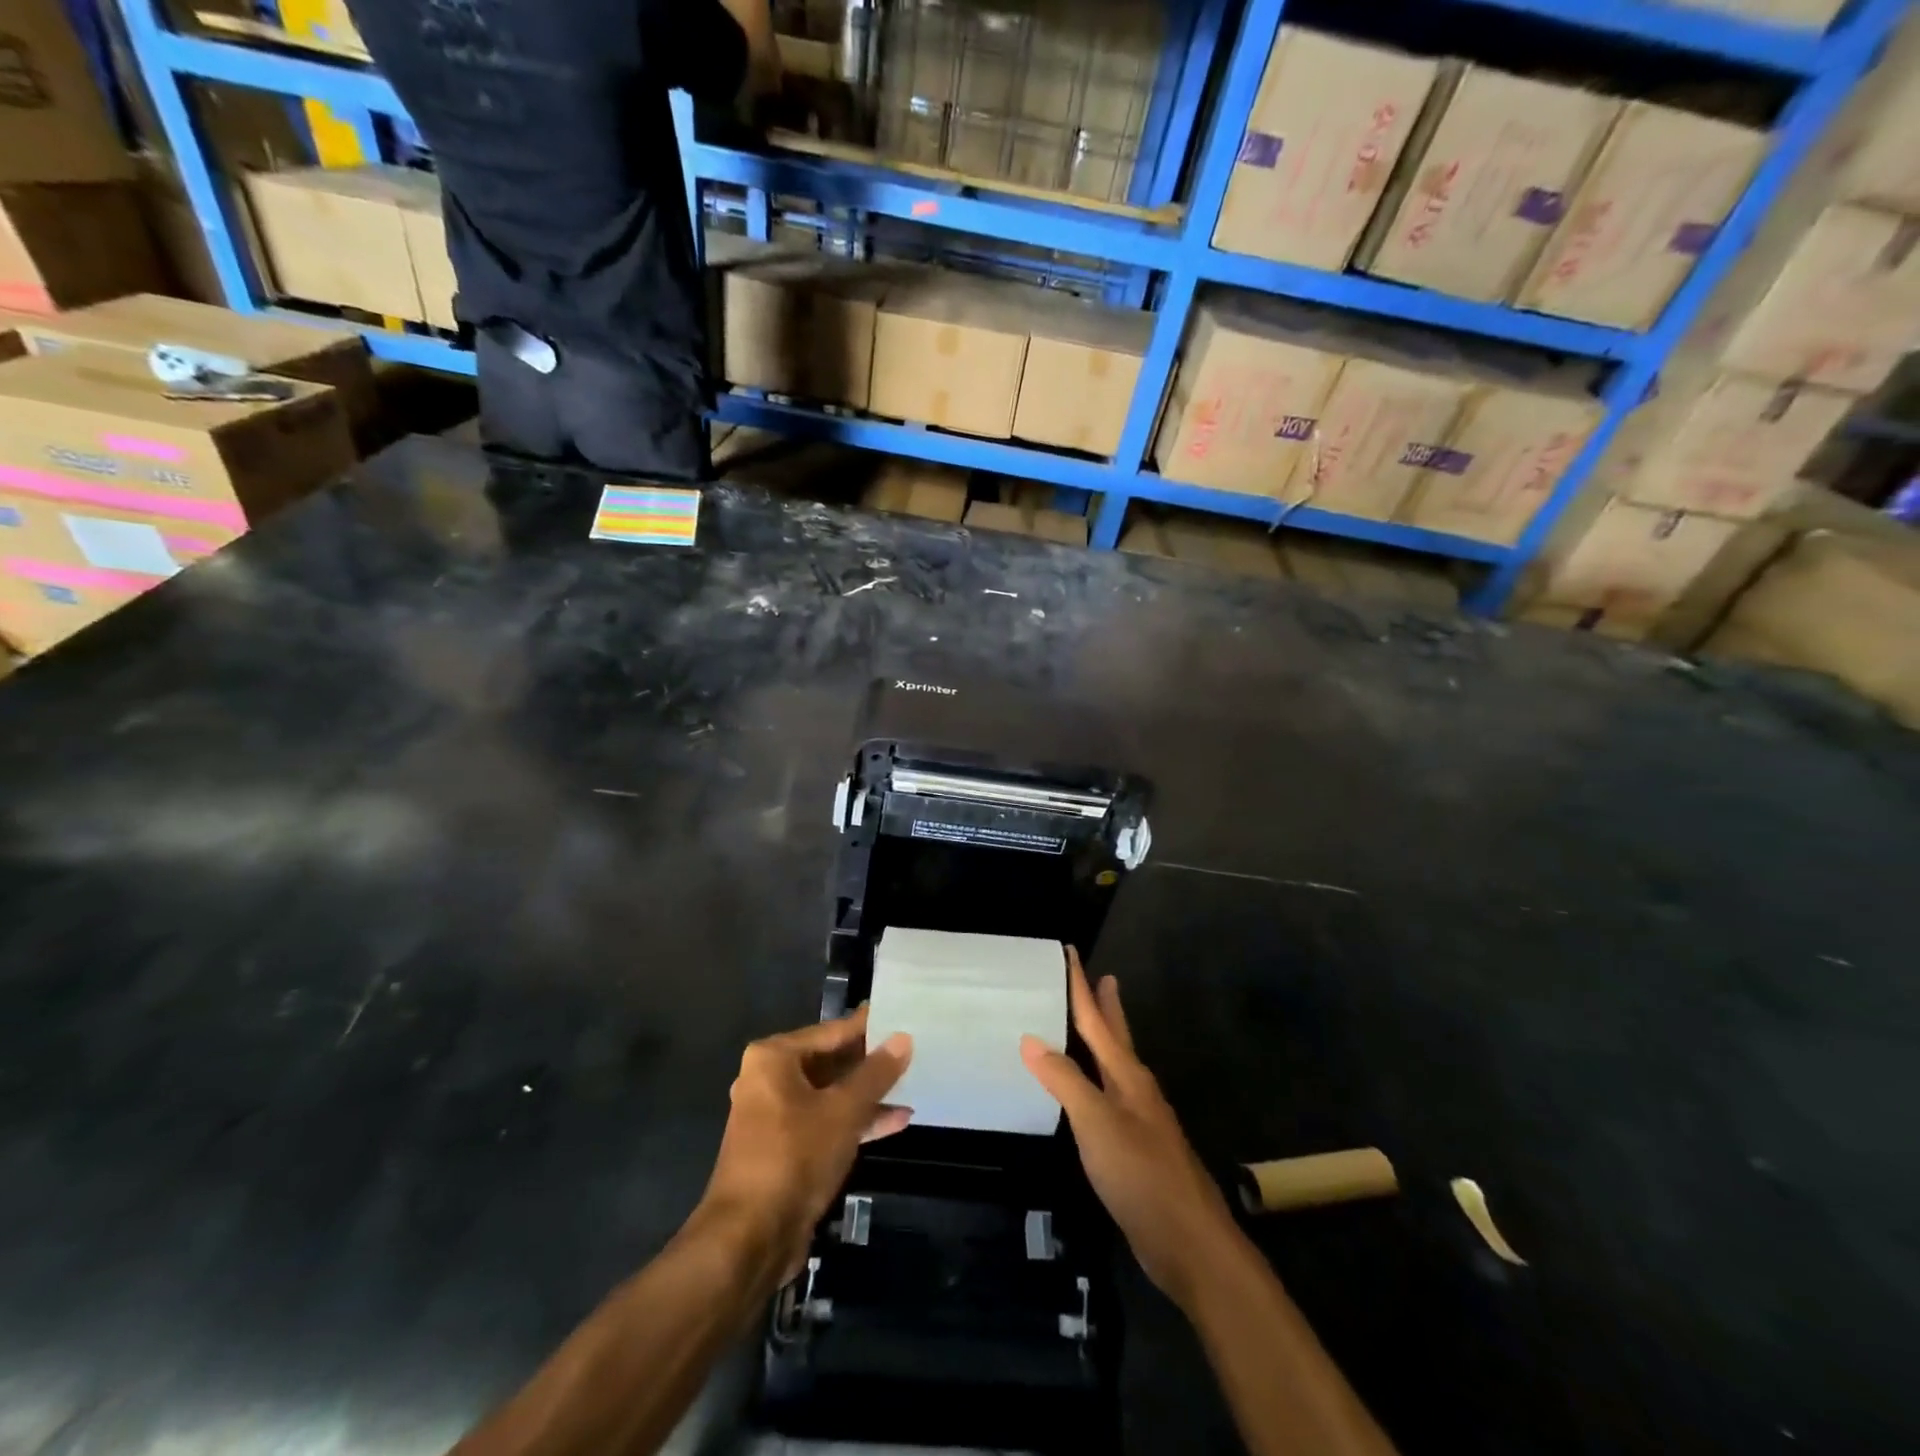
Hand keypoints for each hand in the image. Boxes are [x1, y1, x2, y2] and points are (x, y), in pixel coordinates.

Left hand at [701, 1004, 911, 1277]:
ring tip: (911, 1085)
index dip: (869, 1026)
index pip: (832, 1031)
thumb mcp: (843, 1110)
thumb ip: (876, 1073)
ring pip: (830, 1094)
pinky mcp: (785, 1149)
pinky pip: (825, 1122)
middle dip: (870, 1062)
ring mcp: (775, 1116)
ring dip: (868, 1095)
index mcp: (774, 1058)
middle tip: (913, 1050)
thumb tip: (903, 1038)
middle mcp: (769, 1080)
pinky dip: (855, 1121)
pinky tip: (895, 1122)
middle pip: (830, 1061)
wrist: (750, 1238)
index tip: (902, 1016)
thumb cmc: (795, 1156)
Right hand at [1022, 951, 1237, 1307]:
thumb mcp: (1096, 1123)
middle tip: (1102, 977)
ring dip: (1104, 1042)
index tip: (1070, 952)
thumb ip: (1065, 1080)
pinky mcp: (1137, 1150)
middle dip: (1106, 1007)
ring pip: (1116, 1067)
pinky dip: (1096, 1080)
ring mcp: (1140, 1120)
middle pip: (1116, 1037)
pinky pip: (1110, 1098)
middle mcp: (1136, 1089)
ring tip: (1092, 1026)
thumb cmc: (1141, 1174)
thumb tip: (1031, 1038)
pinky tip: (1089, 1093)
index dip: (1082, 985)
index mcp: (1127, 1075)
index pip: (1098, 1019)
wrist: (1189, 1243)